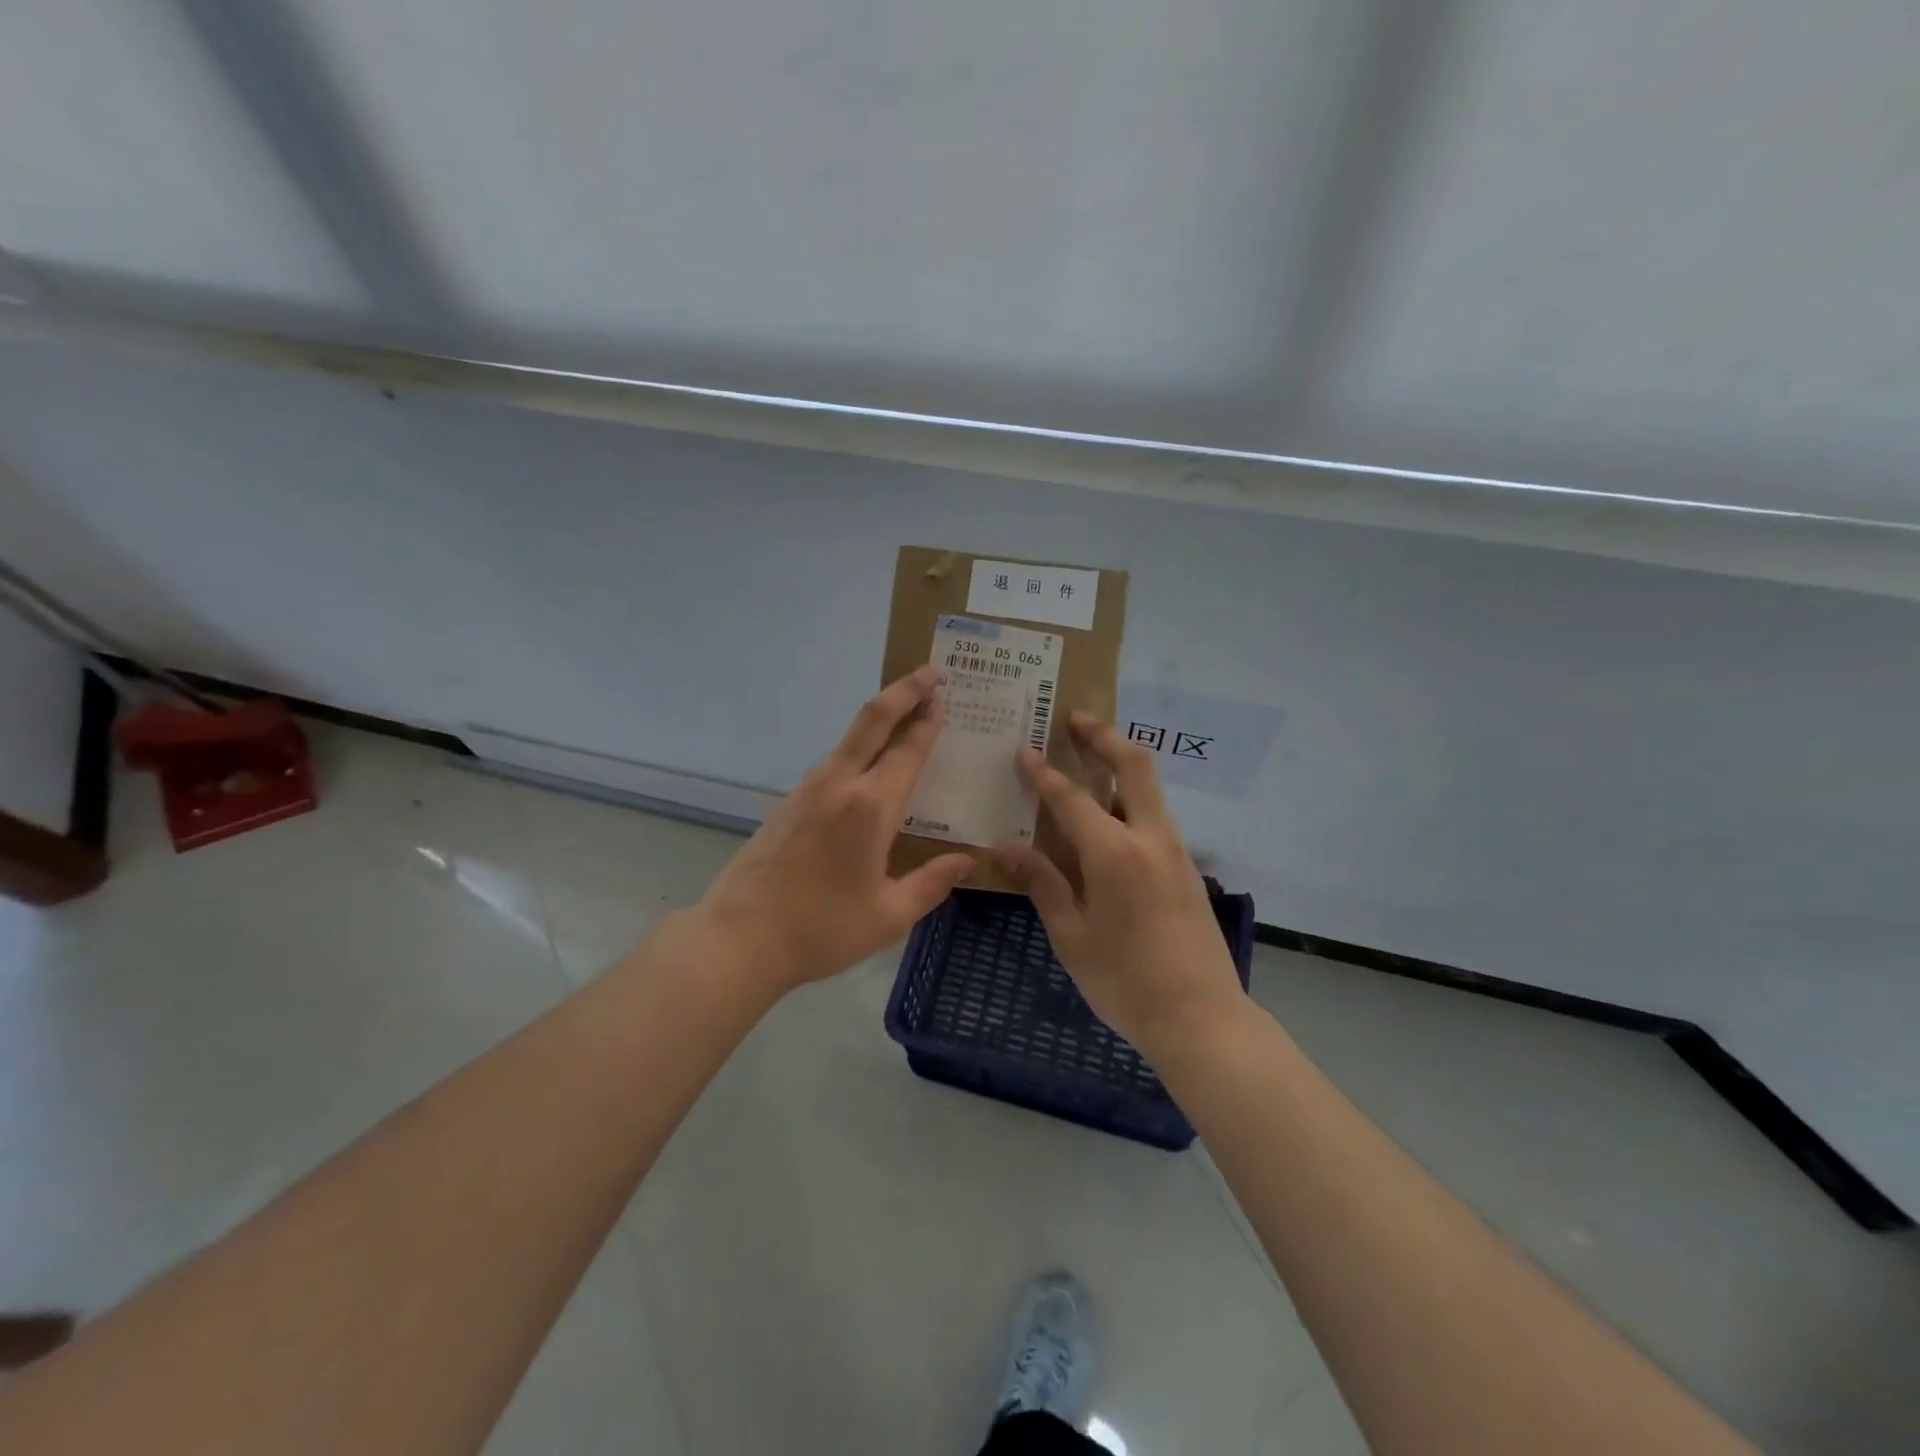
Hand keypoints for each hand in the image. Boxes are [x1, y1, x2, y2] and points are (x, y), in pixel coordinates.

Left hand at [689, 665, 974, 997]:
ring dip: (881, 718)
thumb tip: (967, 861)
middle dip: (905, 690)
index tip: (945, 697)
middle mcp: (839, 783)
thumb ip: (932, 883)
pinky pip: (834, 761)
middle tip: (932, 673)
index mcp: (870, 806)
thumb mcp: (888, 915)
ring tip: (908, 718)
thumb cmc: (821, 929)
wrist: (739, 938)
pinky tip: (871, 769)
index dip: (929, 720)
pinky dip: (860, 747)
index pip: (908, 748)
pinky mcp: (790, 801)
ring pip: (850, 737)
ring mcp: (808, 788)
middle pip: (874, 719)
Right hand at [997, 712, 1244, 1056]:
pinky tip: (1108, 814)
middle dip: (1104, 736)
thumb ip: (1042, 883)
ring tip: (1088, 756)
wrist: (1201, 1018)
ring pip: (1150, 787)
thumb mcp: (1071, 935)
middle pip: (1134, 765)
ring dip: (1120, 762)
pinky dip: (1130, 796)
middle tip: (1075, 719)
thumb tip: (1006, 848)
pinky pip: (1154, 815)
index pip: (1072, 798)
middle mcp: (1150, 838)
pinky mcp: (1186, 867)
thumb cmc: (1124, 981)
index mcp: (1115, 853)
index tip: (1024, 749)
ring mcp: (1175, 851)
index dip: (1044, 772)